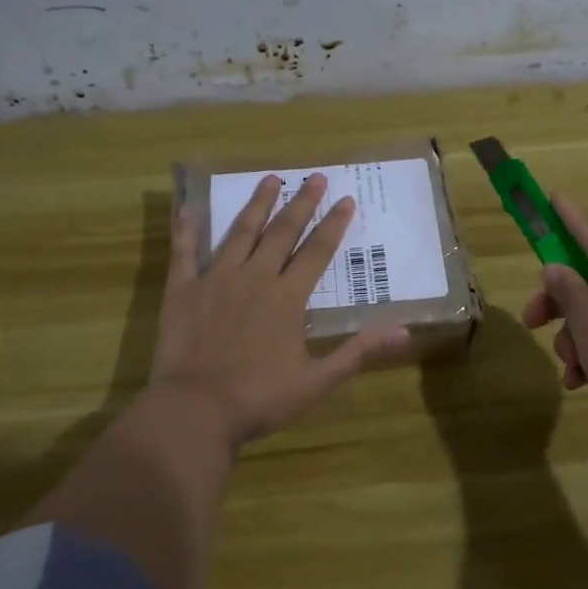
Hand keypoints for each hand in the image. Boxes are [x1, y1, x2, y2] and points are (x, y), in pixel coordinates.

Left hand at [149, 174, 408, 448]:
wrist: (195, 410)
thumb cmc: (260, 398)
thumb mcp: (318, 381)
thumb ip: (358, 352)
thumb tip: (404, 332)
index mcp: (288, 297)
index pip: (317, 252)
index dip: (334, 224)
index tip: (346, 199)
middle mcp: (255, 277)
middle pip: (282, 232)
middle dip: (301, 203)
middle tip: (315, 177)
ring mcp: (216, 279)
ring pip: (240, 232)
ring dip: (257, 204)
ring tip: (269, 178)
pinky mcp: (183, 290)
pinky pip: (184, 252)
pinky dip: (186, 229)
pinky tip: (189, 208)